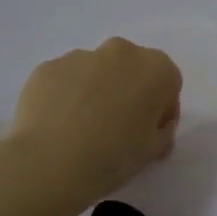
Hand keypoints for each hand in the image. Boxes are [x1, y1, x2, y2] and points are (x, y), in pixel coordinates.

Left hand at [5, 39, 182, 205]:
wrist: (49, 163)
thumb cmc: (114, 156)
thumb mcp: (153, 150)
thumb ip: (162, 130)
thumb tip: (153, 124)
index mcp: (156, 69)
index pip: (169, 84)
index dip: (162, 110)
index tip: (150, 133)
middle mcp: (121, 52)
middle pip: (132, 70)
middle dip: (129, 92)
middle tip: (118, 127)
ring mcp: (81, 56)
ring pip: (97, 72)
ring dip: (97, 92)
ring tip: (83, 128)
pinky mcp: (48, 67)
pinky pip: (67, 79)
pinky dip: (68, 96)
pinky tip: (60, 125)